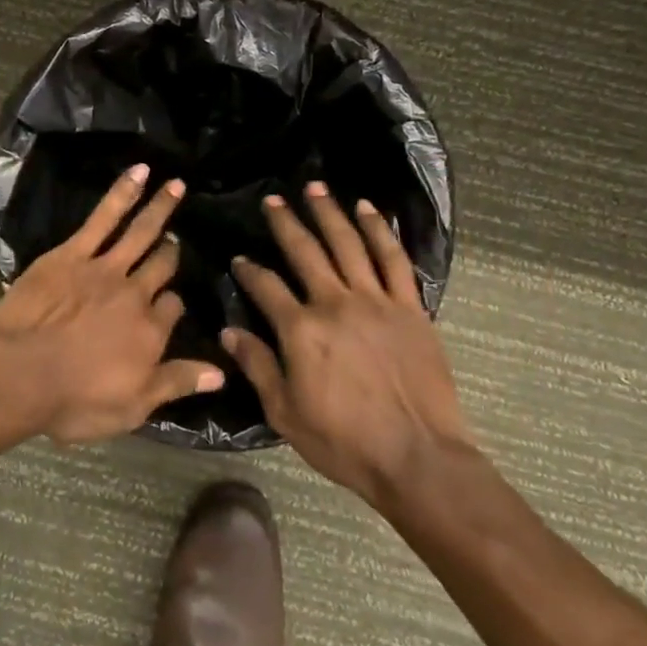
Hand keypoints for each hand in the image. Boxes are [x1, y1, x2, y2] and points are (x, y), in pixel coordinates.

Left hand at [0, 165, 223, 444]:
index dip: (173, 306)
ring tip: (177, 186)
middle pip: (161, 267)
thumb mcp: (133, 407)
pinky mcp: (74, 253)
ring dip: (162, 208)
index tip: (170, 304)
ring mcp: (105, 268)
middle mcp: (135, 294)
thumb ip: (177, 383)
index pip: (173, 309)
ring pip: (141, 233)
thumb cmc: (75, 400)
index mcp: (150, 332)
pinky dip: (124, 193)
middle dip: (170, 253)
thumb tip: (222, 373)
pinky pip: (104, 217)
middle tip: (175, 243)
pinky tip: (140, 173)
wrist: (21, 374)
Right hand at [223, 182, 471, 503]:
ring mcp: (376, 301)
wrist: (418, 457)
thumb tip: (228, 331)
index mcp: (300, 330)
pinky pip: (394, 259)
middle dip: (286, 222)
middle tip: (273, 200)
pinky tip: (369, 209)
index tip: (239, 259)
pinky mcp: (409, 307)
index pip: (266, 287)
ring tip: (316, 188)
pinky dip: (380, 230)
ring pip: (348, 243)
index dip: (249, 271)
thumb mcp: (285, 413)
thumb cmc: (344, 441)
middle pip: (306, 251)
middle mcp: (335, 303)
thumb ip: (257, 366)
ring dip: (330, 212)